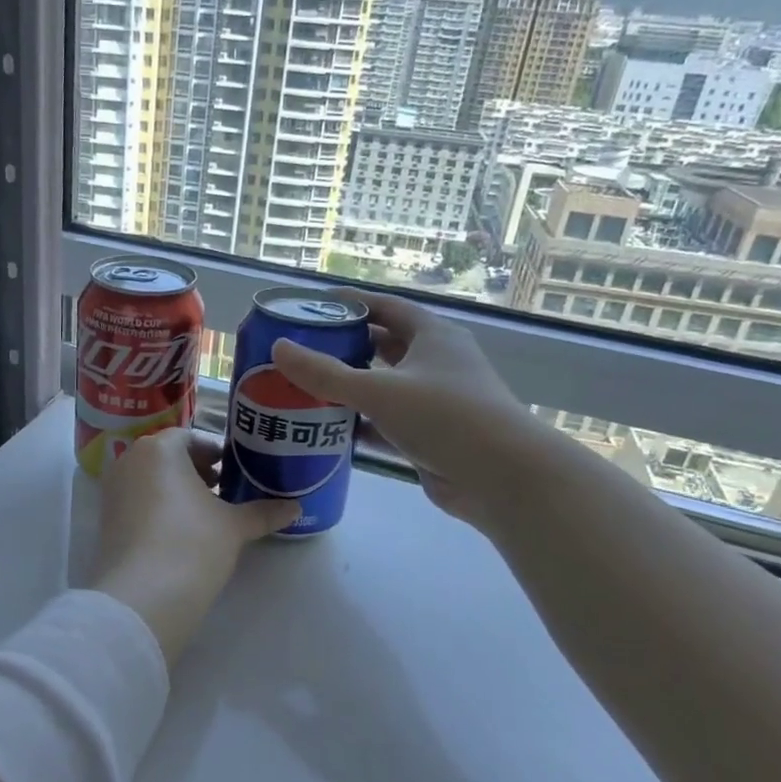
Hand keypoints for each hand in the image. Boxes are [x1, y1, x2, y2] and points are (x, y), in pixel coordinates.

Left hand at [87, 428, 297, 667]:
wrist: (142, 597)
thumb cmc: (192, 544)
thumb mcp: (234, 526)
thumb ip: (263, 512)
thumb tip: (296, 507)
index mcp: (159, 449)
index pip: (190, 437)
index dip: (215, 452)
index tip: (234, 469)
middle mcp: (129, 461)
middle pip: (168, 456)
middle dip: (196, 470)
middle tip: (224, 489)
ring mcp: (113, 490)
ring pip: (151, 479)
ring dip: (177, 489)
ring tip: (207, 512)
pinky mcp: (106, 520)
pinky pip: (137, 501)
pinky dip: (158, 507)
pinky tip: (181, 531)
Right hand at [271, 291, 529, 523]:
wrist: (502, 477)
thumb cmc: (444, 417)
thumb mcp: (379, 390)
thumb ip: (325, 373)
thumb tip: (278, 348)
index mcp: (433, 336)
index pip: (388, 308)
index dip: (353, 303)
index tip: (316, 305)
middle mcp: (436, 362)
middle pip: (384, 346)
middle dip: (346, 347)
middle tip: (303, 350)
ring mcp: (436, 400)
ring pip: (385, 386)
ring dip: (351, 387)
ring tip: (306, 387)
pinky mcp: (431, 435)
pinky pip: (387, 421)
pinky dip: (361, 422)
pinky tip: (328, 429)